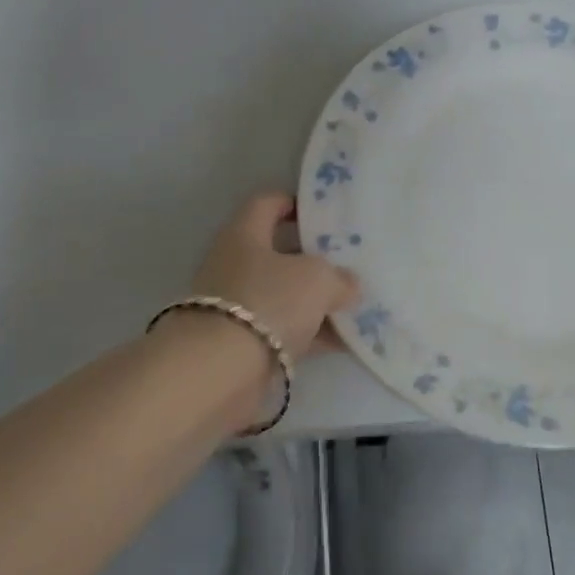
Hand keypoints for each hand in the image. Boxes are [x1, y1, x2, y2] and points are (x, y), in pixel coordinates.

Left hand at [188, 192, 359, 358]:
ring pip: (285, 295)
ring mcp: (237, 306)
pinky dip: (312, 333)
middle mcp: (235, 265)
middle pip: (279, 252)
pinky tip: (346, 341)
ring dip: (317, 301)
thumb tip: (350, 285)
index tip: (326, 214)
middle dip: (315, 259)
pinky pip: (285, 330)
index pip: (268, 203)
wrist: (219, 372)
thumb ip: (340, 278)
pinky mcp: (243, 344)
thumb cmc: (268, 302)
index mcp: (244, 234)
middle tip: (351, 262)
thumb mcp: (317, 279)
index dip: (296, 203)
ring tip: (356, 304)